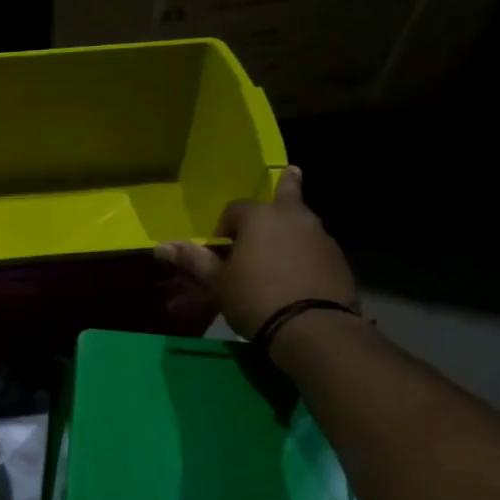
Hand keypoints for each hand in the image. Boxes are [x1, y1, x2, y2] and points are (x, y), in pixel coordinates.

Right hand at [156, 166, 356, 337]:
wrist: (311, 327)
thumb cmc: (254, 298)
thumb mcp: (218, 283)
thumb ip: (193, 260)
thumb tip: (160, 246)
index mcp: (259, 218)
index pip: (236, 208)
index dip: (225, 225)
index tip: (221, 247)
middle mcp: (294, 218)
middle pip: (287, 194)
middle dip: (286, 185)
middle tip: (291, 172)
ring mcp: (321, 237)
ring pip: (303, 222)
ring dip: (293, 226)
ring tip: (285, 244)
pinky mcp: (338, 260)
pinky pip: (316, 248)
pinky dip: (306, 253)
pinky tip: (300, 274)